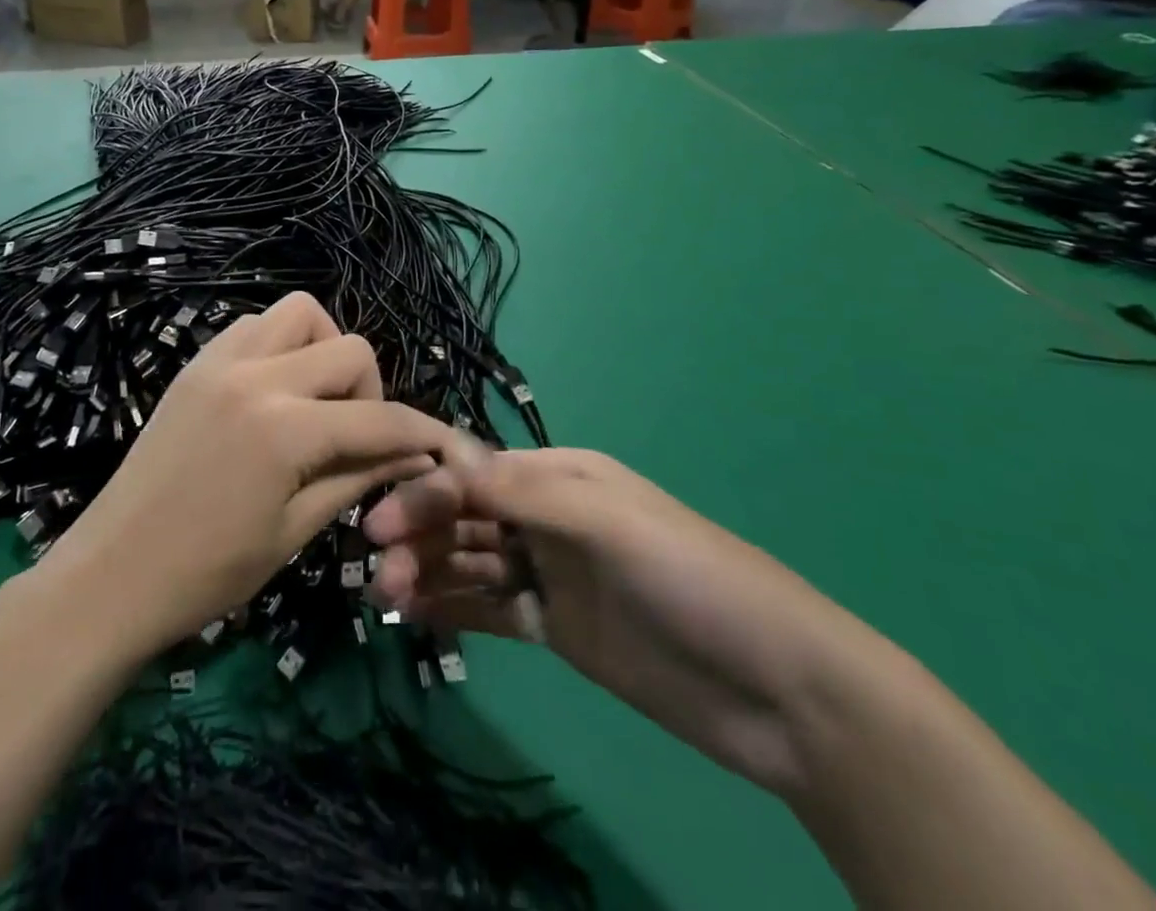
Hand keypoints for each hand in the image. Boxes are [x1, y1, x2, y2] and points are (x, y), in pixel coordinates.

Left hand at [45, 293, 451, 657]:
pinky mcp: (197, 362)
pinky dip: (280, 345)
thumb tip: (415, 455)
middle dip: (370, 391)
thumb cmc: (208, 572)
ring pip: (300, 314)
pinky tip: (273, 391)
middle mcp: (257, 376)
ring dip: (323, 350)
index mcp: (286, 430)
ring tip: (314, 402)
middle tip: (352, 435)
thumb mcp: (295, 530)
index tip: (442, 445)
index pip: (378, 418)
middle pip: (350, 348)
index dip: (420, 432)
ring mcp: (220, 361)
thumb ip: (358, 477)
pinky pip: (255, 325)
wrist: (112, 573)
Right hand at [364, 442, 887, 797]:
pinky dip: (453, 607)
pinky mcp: (557, 627)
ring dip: (428, 572)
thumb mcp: (606, 520)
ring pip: (472, 561)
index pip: (475, 473)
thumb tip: (446, 465)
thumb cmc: (689, 578)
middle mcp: (548, 516)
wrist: (778, 689)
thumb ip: (523, 492)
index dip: (425, 491)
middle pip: (466, 516)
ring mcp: (551, 573)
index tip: (377, 524)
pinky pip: (491, 608)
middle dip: (420, 535)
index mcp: (561, 476)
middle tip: (377, 574)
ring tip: (387, 599)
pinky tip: (417, 616)